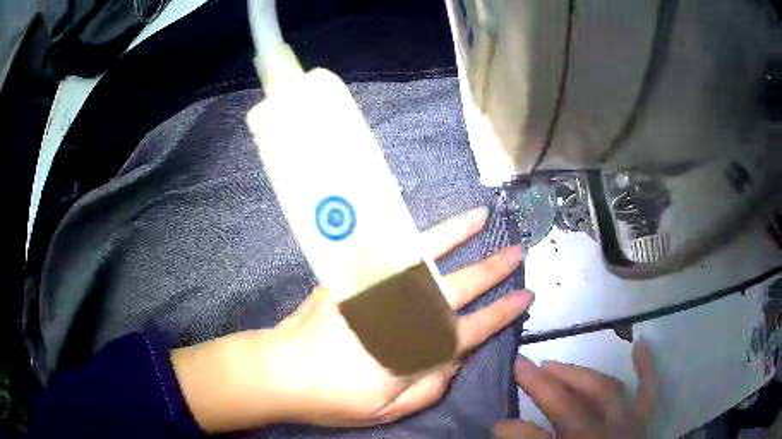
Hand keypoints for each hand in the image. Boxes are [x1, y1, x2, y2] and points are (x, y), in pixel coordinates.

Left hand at [172, 207, 532, 432]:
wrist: (281, 371)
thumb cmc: (334, 397)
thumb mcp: (390, 410)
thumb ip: (432, 386)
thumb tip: (457, 358)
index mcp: (415, 351)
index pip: (472, 329)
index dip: (502, 313)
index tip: (525, 297)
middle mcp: (401, 314)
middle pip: (457, 287)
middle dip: (491, 269)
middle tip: (516, 252)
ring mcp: (375, 289)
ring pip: (424, 256)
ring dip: (455, 235)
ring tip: (479, 217)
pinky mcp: (351, 277)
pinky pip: (384, 250)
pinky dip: (407, 233)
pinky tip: (423, 220)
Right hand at [495, 342, 656, 437]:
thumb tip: (503, 425)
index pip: (539, 436)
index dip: (516, 427)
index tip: (498, 415)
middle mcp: (604, 436)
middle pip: (573, 406)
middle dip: (546, 385)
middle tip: (524, 367)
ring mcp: (629, 425)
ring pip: (607, 391)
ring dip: (580, 375)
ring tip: (554, 364)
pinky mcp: (645, 421)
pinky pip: (649, 391)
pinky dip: (646, 368)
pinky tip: (640, 345)